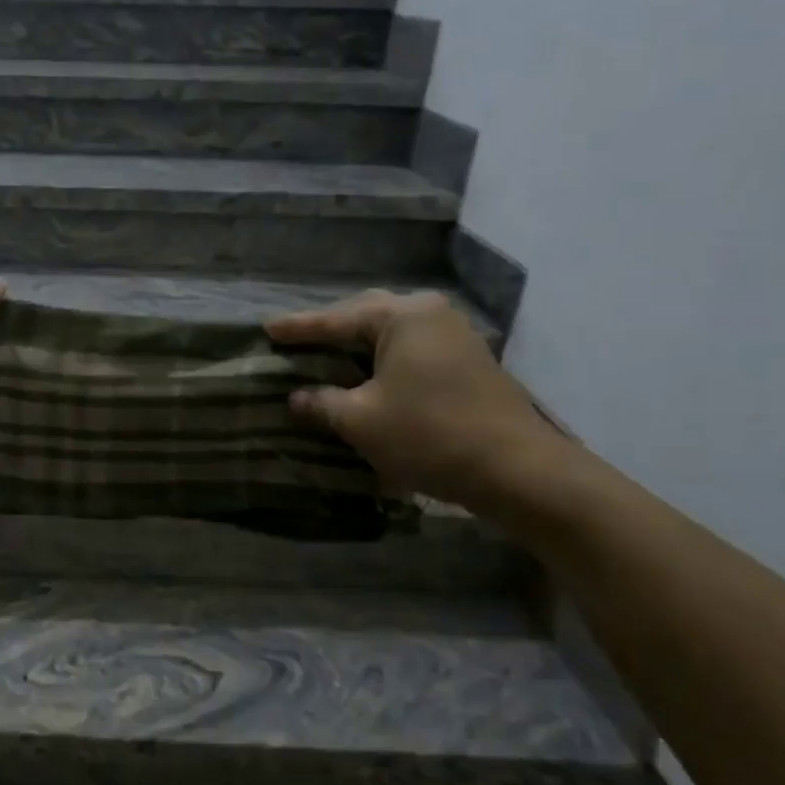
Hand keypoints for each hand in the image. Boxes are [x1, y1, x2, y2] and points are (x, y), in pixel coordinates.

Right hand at [265, 290, 556, 508]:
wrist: (517, 470)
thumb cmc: (429, 434)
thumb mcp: (361, 420)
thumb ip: (322, 402)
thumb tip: (298, 397)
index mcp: (402, 316)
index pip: (336, 319)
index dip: (299, 328)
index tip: (267, 328)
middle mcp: (430, 314)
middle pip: (367, 315)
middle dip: (330, 329)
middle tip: (297, 340)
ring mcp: (455, 335)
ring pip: (392, 332)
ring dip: (358, 345)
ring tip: (327, 356)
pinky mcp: (468, 361)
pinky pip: (411, 349)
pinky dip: (383, 359)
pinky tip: (368, 375)